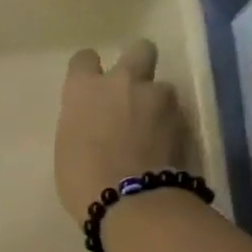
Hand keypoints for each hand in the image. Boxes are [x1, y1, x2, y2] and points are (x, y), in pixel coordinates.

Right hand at [55, 40, 190, 219]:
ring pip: (161, 87)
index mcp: (85, 90)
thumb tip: (94, 124)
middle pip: (139, 49)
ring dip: (156, 103)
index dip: (88, 72)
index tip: (89, 88)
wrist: (130, 202)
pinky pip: (175, 114)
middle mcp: (123, 81)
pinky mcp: (183, 118)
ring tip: (151, 133)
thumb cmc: (83, 182)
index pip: (84, 59)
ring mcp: (158, 97)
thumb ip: (82, 124)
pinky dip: (170, 127)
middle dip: (137, 64)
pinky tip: (163, 149)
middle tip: (131, 92)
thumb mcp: (68, 149)